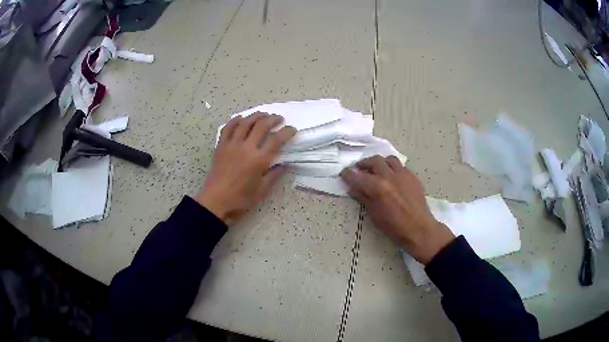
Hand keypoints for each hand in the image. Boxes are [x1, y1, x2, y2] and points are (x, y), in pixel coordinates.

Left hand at [195, 112, 295, 224]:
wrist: (216, 201)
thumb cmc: (240, 199)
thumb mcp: (262, 190)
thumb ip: (273, 175)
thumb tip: (284, 165)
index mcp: (259, 160)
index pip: (277, 140)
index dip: (287, 132)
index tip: (292, 130)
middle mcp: (246, 148)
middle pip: (261, 126)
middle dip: (273, 119)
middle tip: (279, 119)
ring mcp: (232, 145)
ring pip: (245, 123)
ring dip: (256, 116)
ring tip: (263, 114)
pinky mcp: (221, 146)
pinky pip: (228, 128)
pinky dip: (235, 120)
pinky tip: (241, 118)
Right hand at [340, 156, 454, 264]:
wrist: (418, 229)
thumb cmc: (394, 227)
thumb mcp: (374, 214)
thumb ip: (363, 197)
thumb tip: (353, 188)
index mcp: (378, 187)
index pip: (357, 176)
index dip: (348, 174)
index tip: (344, 173)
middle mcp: (390, 176)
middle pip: (374, 161)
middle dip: (363, 163)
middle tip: (359, 169)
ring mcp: (403, 174)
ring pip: (389, 159)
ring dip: (380, 162)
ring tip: (376, 169)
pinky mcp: (412, 176)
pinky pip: (400, 166)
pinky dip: (392, 168)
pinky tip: (391, 177)